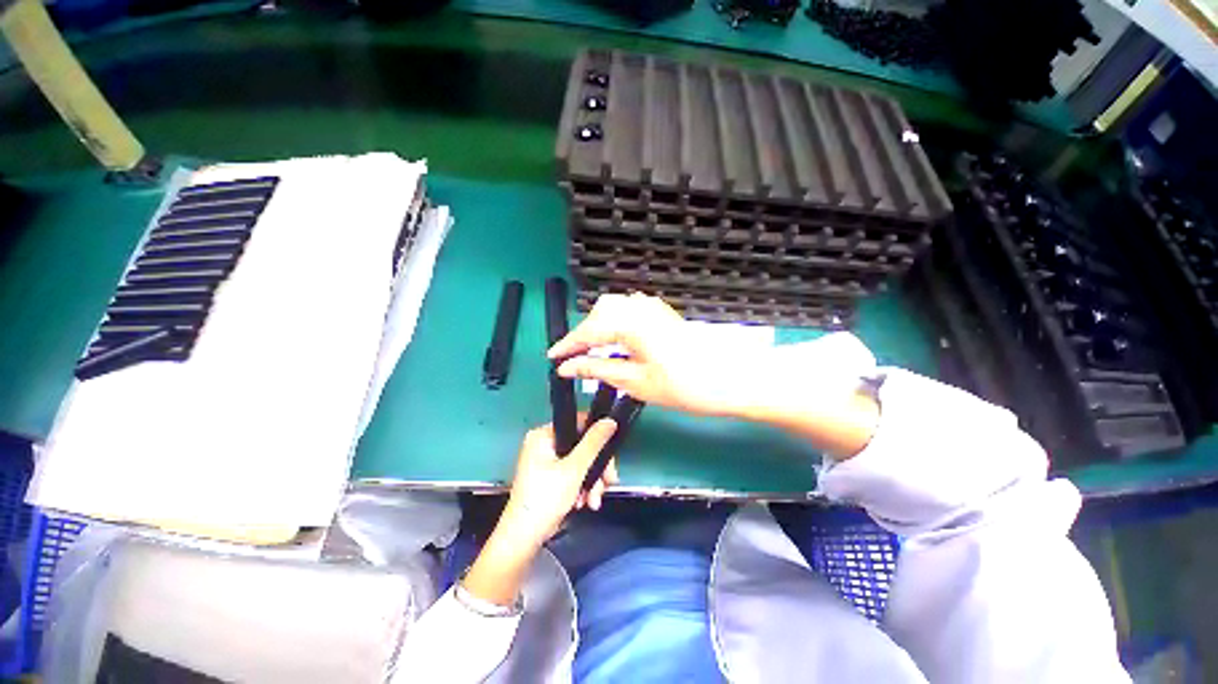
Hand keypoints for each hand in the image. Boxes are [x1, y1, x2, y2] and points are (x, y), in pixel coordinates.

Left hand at [500, 417, 618, 545]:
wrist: (524, 538)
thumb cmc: (546, 498)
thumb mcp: (574, 468)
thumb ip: (594, 443)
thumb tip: (610, 420)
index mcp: (543, 435)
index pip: (577, 423)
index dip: (597, 435)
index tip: (611, 452)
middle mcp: (544, 444)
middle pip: (582, 446)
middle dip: (597, 468)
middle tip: (609, 482)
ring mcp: (546, 462)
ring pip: (580, 462)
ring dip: (592, 481)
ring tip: (594, 500)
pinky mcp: (550, 477)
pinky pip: (573, 474)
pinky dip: (582, 487)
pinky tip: (586, 502)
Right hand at [548, 293, 750, 416]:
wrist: (729, 378)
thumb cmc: (683, 385)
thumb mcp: (635, 382)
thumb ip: (597, 370)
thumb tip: (567, 368)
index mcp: (630, 323)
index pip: (588, 331)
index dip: (568, 345)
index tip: (553, 358)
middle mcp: (639, 307)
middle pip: (599, 313)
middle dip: (583, 334)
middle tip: (574, 358)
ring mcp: (652, 306)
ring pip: (613, 308)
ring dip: (598, 327)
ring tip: (592, 352)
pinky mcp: (660, 311)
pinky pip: (628, 310)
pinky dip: (614, 323)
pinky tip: (614, 341)